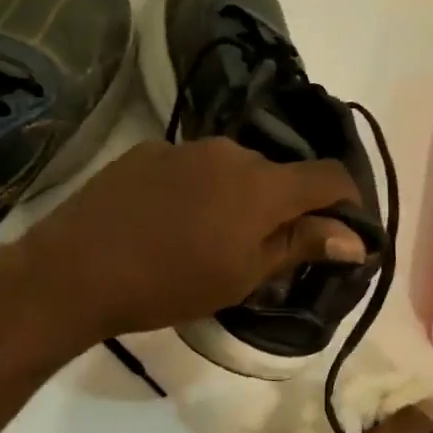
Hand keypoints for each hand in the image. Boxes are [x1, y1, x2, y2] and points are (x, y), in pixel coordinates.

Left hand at [23, 137, 367, 338]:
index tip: (343, 230)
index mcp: (262, 186)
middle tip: (262, 251)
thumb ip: (300, 246)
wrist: (76, 269)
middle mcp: (230, 152)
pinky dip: (198, 190)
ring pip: (234, 169)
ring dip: (239, 198)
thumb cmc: (168, 285)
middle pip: (278, 174)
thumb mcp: (241, 276)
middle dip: (283, 207)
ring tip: (209, 238)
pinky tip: (170, 222)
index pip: (329, 176)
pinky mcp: (148, 151)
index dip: (347, 201)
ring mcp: (185, 147)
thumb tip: (356, 238)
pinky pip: (193, 166)